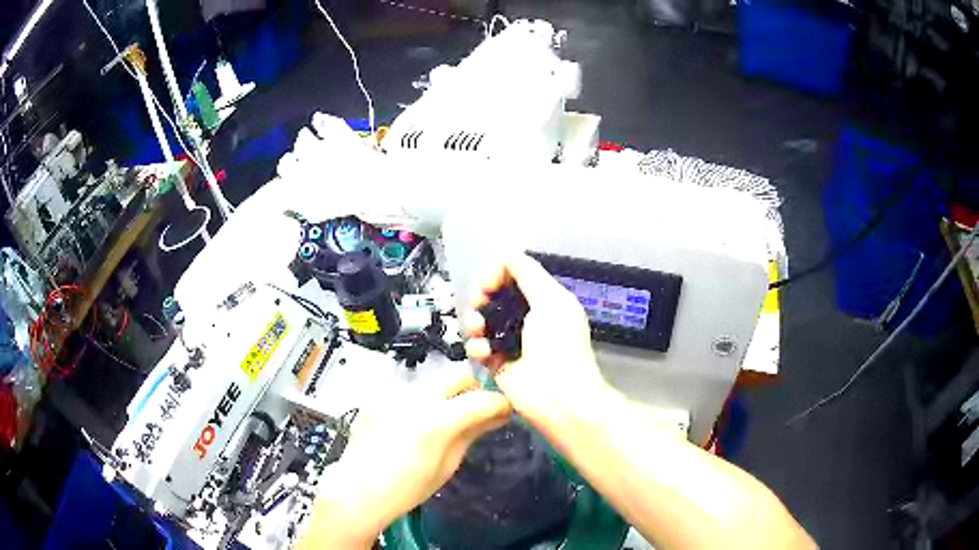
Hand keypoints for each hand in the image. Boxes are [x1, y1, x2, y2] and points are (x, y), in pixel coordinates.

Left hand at [298, 370, 510, 548]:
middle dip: (475, 388)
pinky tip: (417, 426)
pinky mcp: (381, 398)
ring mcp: (396, 394)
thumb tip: (496, 416)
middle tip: (479, 410)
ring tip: (447, 421)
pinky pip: (411, 393)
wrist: (358, 490)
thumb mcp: (447, 465)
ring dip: (449, 395)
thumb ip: (471, 433)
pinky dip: (424, 403)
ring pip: (435, 382)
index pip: (483, 398)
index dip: (500, 403)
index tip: (505, 410)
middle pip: (459, 375)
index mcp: (438, 419)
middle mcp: (417, 397)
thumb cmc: (407, 488)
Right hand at [463, 254, 617, 443]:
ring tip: (479, 329)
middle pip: (494, 295)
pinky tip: (484, 352)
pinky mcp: (498, 363)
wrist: (557, 396)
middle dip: (482, 295)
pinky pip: (478, 347)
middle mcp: (528, 318)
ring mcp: (512, 341)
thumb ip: (527, 272)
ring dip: (475, 321)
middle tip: (480, 302)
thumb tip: (505, 251)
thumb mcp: (550, 300)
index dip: (496, 273)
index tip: (488, 282)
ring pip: (482, 320)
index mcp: (545, 300)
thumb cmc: (560, 346)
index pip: (514, 275)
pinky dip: (476, 346)